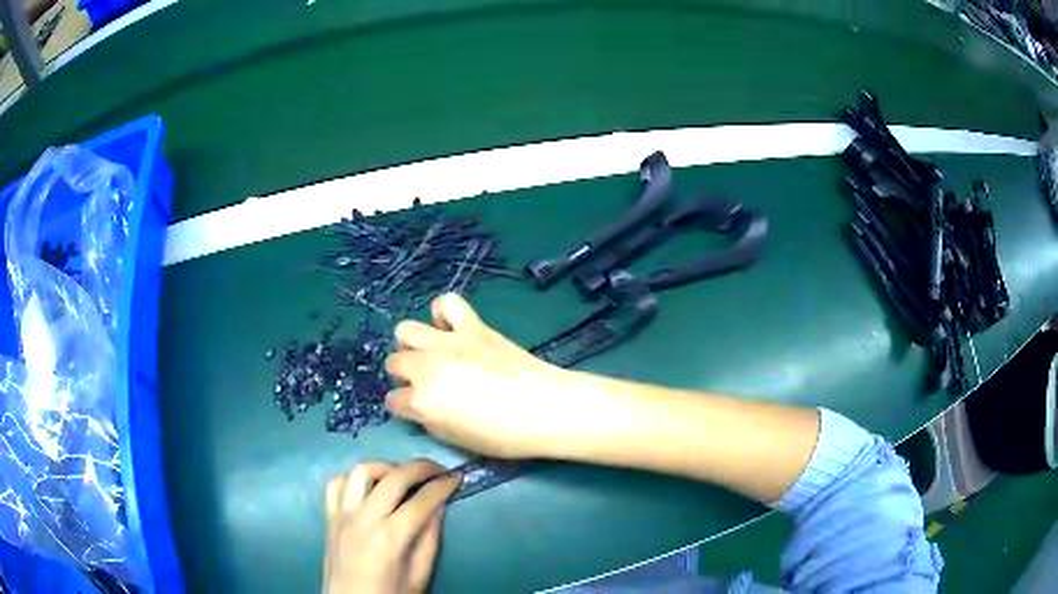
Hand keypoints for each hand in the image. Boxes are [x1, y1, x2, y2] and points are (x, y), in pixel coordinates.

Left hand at [323, 460, 459, 593]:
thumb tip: (439, 505)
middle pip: (394, 477)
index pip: (422, 501)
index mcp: (390, 538)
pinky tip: (369, 487)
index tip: (457, 478)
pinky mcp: (329, 516)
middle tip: (438, 470)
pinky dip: (354, 479)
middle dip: (421, 467)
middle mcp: (364, 519)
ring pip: (361, 471)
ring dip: (386, 467)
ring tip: (402, 477)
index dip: (443, 486)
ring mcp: (342, 515)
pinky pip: (336, 484)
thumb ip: (429, 538)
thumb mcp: (419, 574)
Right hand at [384, 293, 575, 458]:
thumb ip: (429, 419)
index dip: (406, 407)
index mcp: (420, 401)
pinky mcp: (471, 326)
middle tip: (428, 384)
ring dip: (413, 344)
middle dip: (406, 375)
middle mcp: (425, 367)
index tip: (420, 410)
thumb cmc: (502, 436)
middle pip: (394, 362)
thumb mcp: (455, 440)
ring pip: (406, 330)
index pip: (393, 401)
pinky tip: (452, 329)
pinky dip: (443, 314)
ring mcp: (446, 342)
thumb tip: (423, 407)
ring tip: (433, 354)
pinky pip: (446, 304)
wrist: (545, 408)